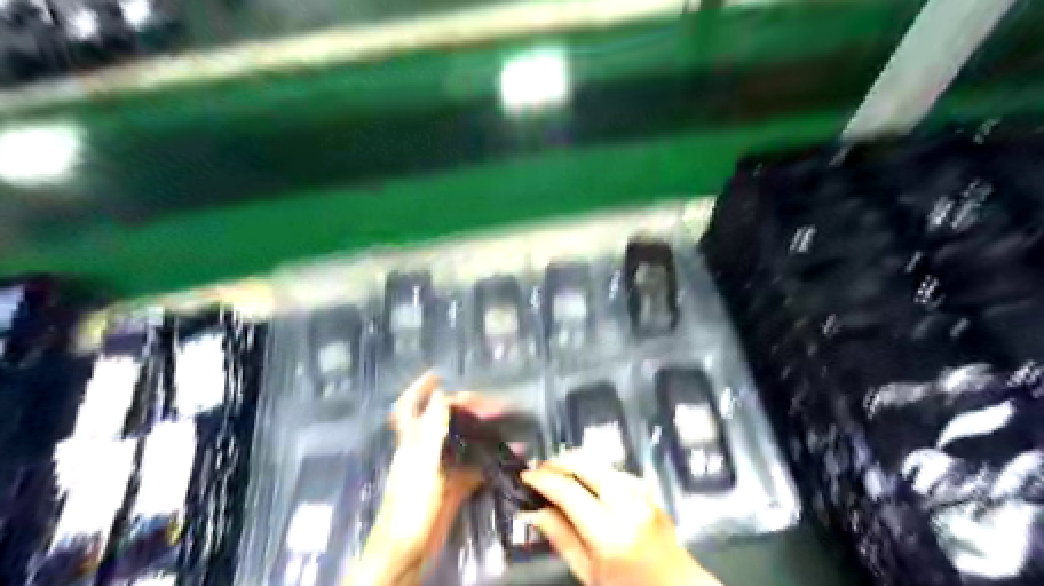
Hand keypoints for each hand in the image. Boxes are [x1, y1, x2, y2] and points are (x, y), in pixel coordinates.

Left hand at [348, 375, 499, 585]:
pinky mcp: (454, 487)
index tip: (439, 373)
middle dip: (466, 407)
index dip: (421, 388)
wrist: (407, 551)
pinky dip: (493, 458)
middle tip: (491, 402)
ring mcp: (440, 469)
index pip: (411, 407)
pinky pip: (476, 467)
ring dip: (483, 430)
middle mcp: (425, 450)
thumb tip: (443, 394)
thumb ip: (432, 428)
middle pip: (444, 420)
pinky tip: (511, 454)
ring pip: (463, 441)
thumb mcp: (421, 461)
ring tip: (505, 421)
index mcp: (412, 441)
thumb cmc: (408, 505)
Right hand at [520, 458, 722, 585]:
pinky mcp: (646, 486)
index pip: (567, 490)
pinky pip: (610, 468)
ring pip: (596, 461)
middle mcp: (627, 502)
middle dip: (556, 461)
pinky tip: (582, 485)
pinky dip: (591, 470)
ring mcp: (640, 490)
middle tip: (538, 472)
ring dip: (573, 464)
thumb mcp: (589, 573)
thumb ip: (560, 538)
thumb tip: (532, 511)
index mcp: (610, 531)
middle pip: (582, 462)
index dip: (541, 479)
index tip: (524, 477)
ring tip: (556, 478)